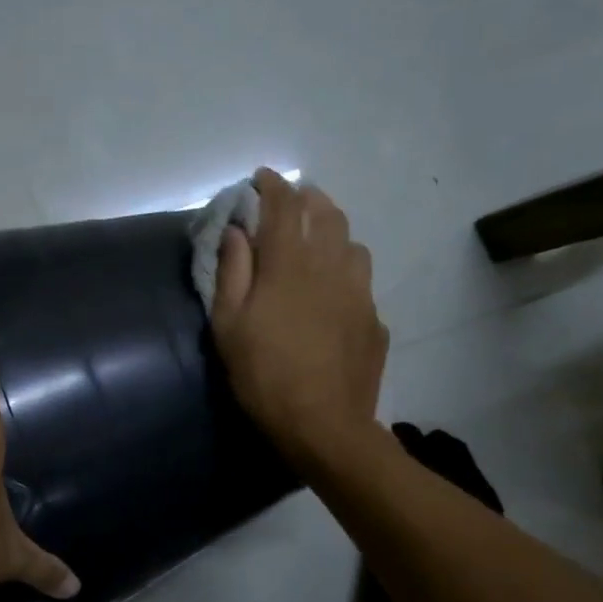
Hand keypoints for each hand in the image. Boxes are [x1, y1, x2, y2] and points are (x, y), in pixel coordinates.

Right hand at [211, 169, 388, 465]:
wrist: (324, 424)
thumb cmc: (263, 375)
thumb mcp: (229, 325)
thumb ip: (232, 272)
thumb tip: (237, 231)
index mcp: (289, 265)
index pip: (284, 206)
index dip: (272, 186)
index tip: (261, 177)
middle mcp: (331, 266)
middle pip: (327, 214)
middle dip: (308, 199)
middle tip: (291, 203)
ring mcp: (359, 292)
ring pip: (352, 244)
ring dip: (333, 233)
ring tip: (317, 244)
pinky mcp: (374, 319)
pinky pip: (361, 281)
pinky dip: (345, 273)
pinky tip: (333, 294)